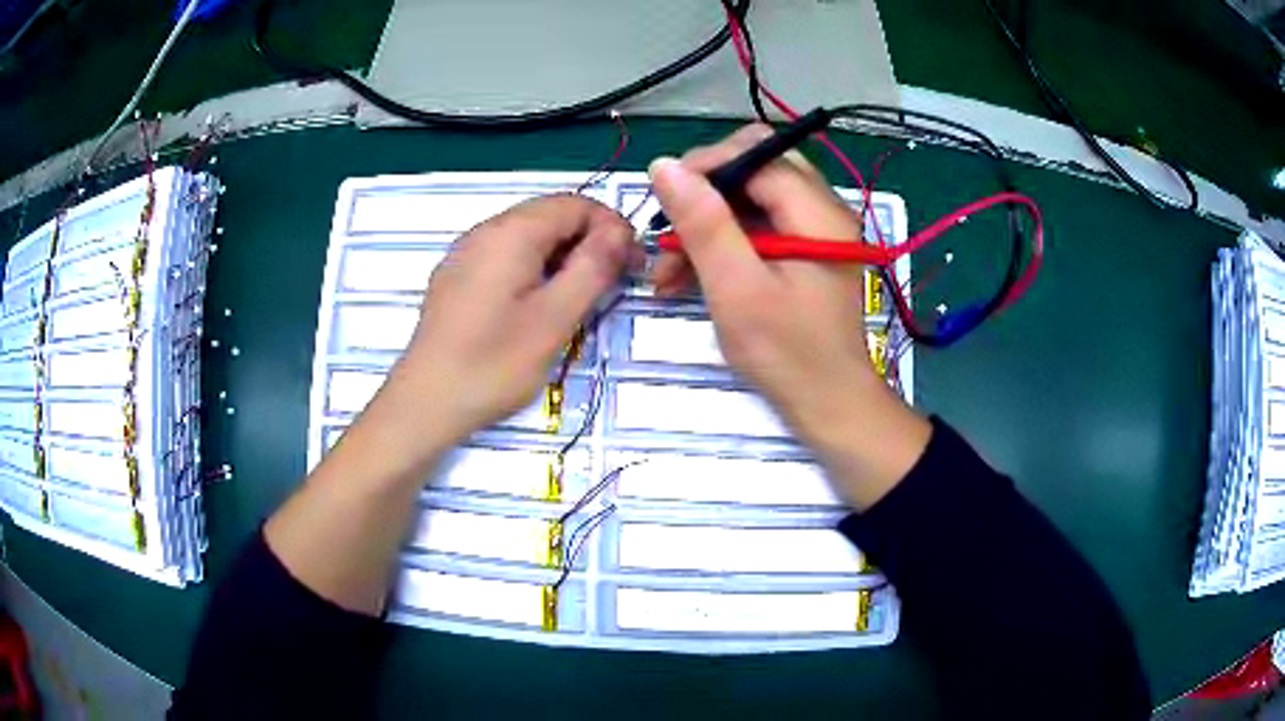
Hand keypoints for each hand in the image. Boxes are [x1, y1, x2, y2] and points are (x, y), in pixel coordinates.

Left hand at [390, 194, 632, 445]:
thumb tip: (620, 231)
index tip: (631, 266)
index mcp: (512, 232)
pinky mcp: (456, 277)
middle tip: (609, 286)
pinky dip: (532, 269)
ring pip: (527, 237)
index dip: (611, 227)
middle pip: (550, 216)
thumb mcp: (555, 318)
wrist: (425, 402)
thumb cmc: (493, 364)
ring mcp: (465, 253)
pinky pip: (504, 256)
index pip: (576, 204)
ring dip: (561, 257)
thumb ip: (593, 267)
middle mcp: (485, 230)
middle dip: (587, 241)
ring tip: (576, 300)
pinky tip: (535, 306)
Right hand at [649, 126, 930, 507]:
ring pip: (751, 198)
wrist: (830, 405)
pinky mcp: (804, 251)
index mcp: (817, 212)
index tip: (663, 201)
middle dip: (705, 194)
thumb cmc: (788, 355)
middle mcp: (822, 209)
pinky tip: (689, 277)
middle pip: (755, 168)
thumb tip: (664, 165)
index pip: (757, 153)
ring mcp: (814, 230)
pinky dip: (723, 244)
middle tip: (668, 231)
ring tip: (668, 269)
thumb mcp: (738, 290)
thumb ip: (705, 225)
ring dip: (707, 224)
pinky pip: (757, 227)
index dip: (705, 166)